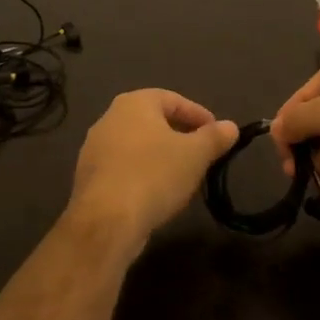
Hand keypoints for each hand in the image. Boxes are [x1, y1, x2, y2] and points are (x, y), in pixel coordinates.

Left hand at [67, 90, 238, 252]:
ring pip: (137, 145)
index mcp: (134, 103)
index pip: (173, 99)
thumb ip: (214, 137)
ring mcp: (94, 148)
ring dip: (160, 155)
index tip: (217, 134)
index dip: (199, 115)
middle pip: (153, 120)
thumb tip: (231, 126)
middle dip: (179, 135)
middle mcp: (109, 118)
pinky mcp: (88, 177)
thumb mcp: (195, 155)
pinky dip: (142, 172)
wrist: (105, 220)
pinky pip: (123, 167)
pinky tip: (156, 192)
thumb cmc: (154, 175)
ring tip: (182, 175)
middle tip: (201, 153)